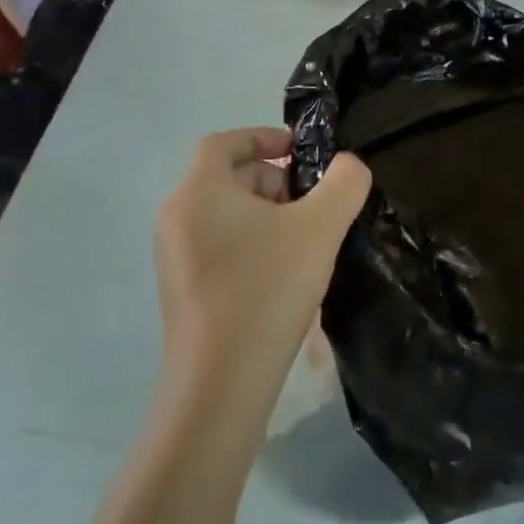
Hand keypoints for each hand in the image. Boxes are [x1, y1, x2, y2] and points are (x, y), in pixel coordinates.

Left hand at [154, 129, 370, 424]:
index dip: (263, 136)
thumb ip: (344, 183)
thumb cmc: (266, 289)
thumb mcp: (320, 227)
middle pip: (227, 177)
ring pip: (225, 214)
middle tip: (310, 203)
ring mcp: (174, 258)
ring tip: (303, 242)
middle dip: (273, 180)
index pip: (224, 142)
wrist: (220, 386)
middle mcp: (177, 218)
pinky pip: (218, 246)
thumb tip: (349, 167)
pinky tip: (283, 276)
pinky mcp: (182, 292)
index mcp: (198, 192)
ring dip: (266, 214)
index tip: (299, 151)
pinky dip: (251, 244)